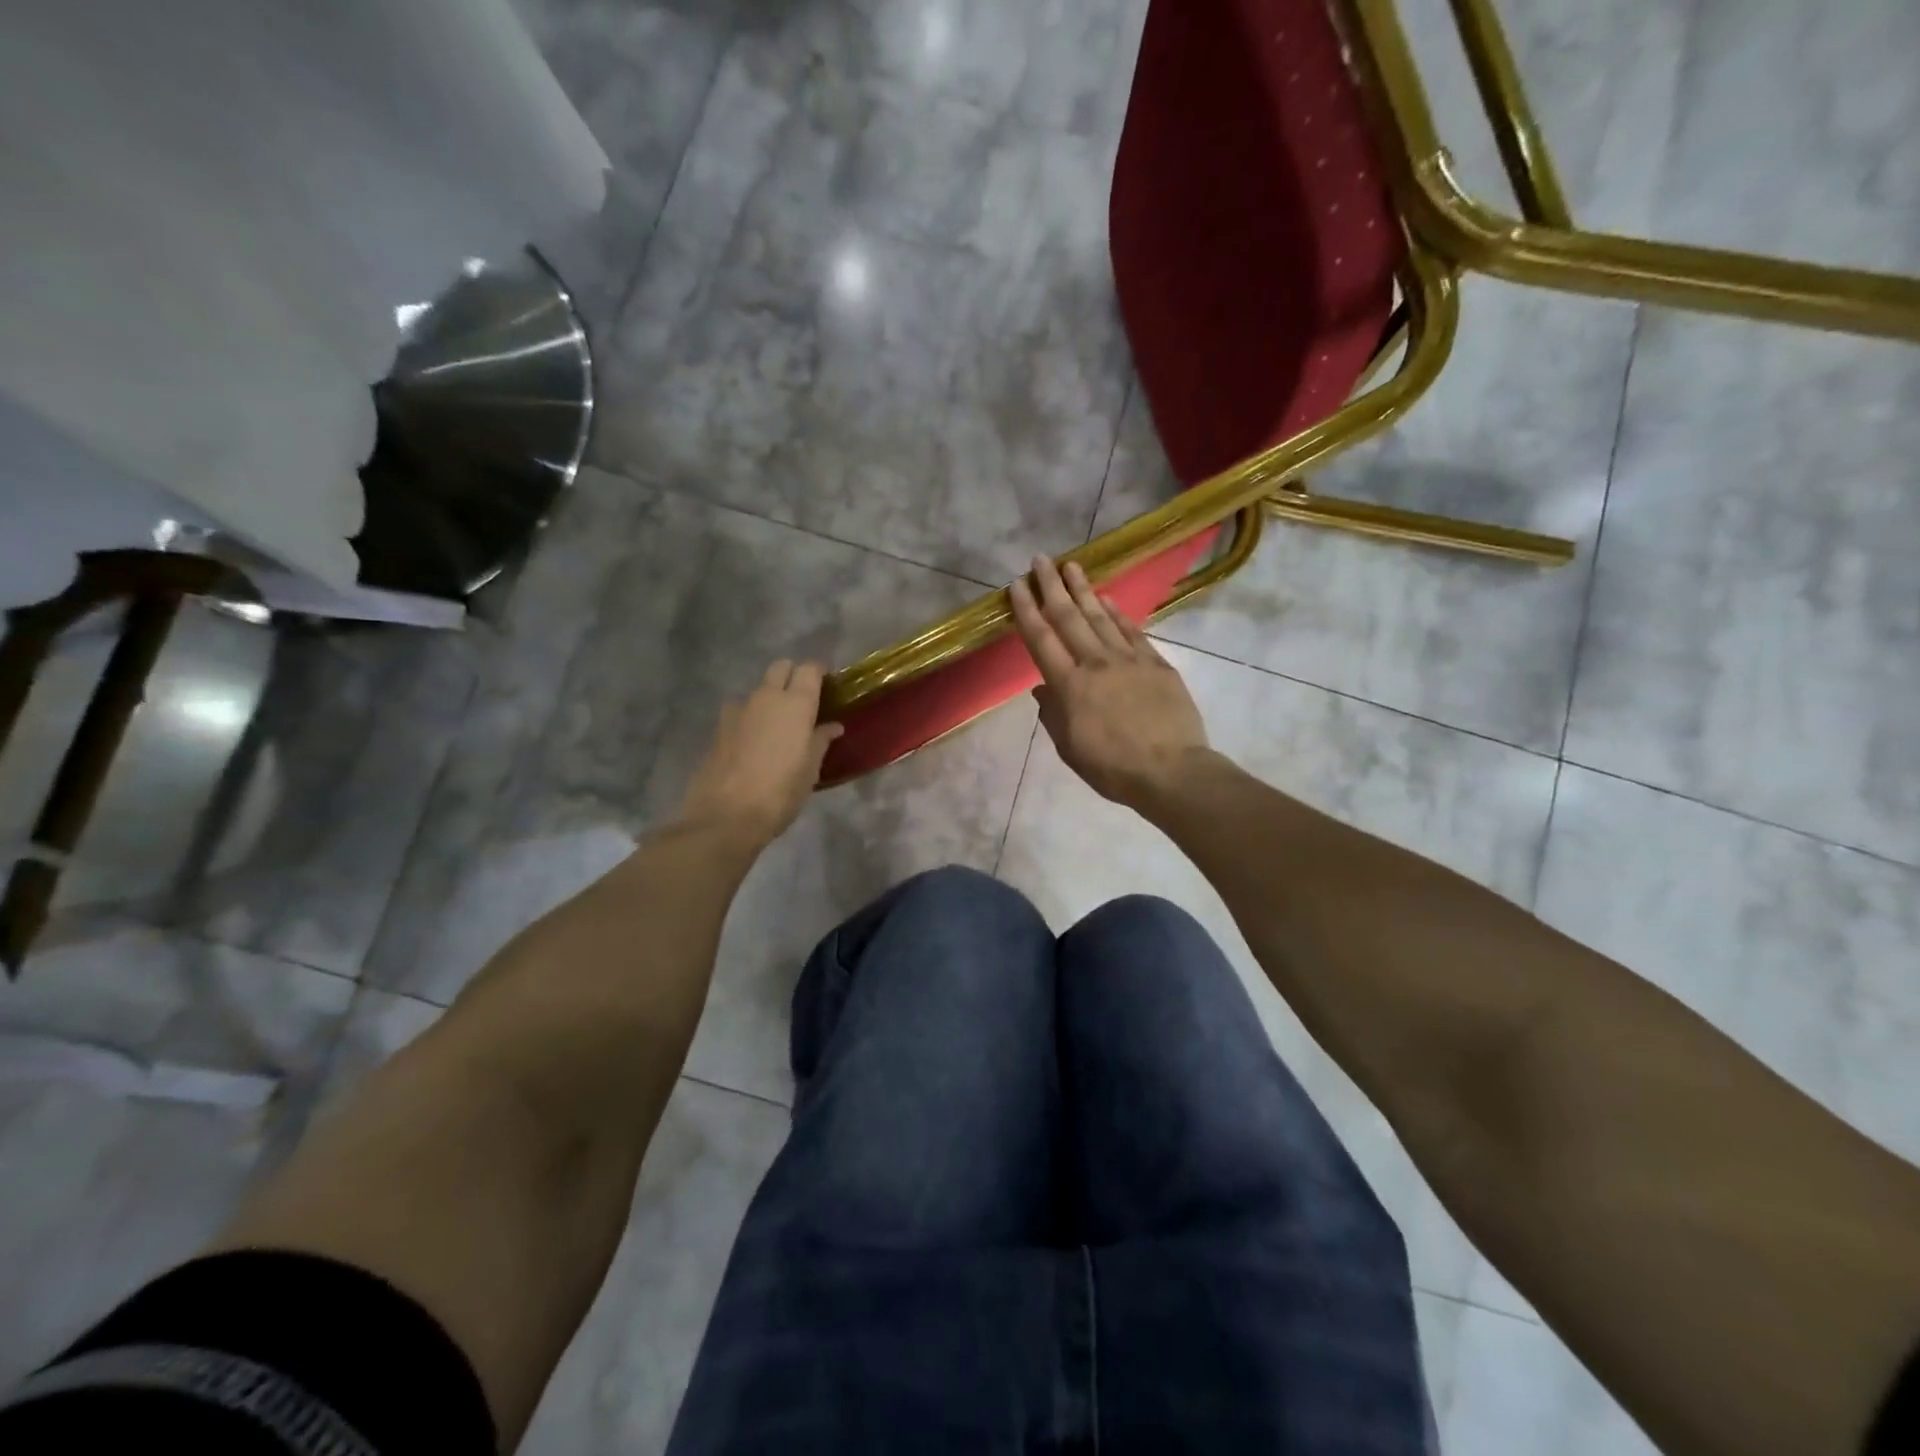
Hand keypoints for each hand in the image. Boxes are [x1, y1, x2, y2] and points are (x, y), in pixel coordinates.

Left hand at [676, 661, 843, 846]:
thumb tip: (832, 726)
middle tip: (804, 700)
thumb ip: (820, 741)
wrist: (726, 816)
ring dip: (769, 697)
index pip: (810, 669)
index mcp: (796, 703)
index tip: (828, 685)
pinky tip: (754, 740)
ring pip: (758, 689)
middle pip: (780, 668)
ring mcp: (738, 710)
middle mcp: (766, 697)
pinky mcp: (718, 727)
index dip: (819, 673)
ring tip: (777, 724)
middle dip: (793, 675)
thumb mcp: (810, 770)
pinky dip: (750, 717)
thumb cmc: (780, 793)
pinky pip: (740, 710)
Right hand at [1009, 555, 1209, 810]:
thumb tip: (1042, 690)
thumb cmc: (1113, 768)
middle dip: (1052, 586)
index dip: (1027, 610)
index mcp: (1069, 686)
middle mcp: (1096, 663)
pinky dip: (1117, 612)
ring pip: (1100, 617)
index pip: (1041, 639)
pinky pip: (1132, 631)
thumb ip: (1053, 716)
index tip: (1017, 585)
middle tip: (1041, 560)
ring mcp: (1129, 660)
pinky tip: (1107, 598)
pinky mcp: (1156, 663)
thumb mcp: (1070, 749)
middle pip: (1069, 617)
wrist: (1171, 771)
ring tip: (1071, 566)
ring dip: (1083, 590)